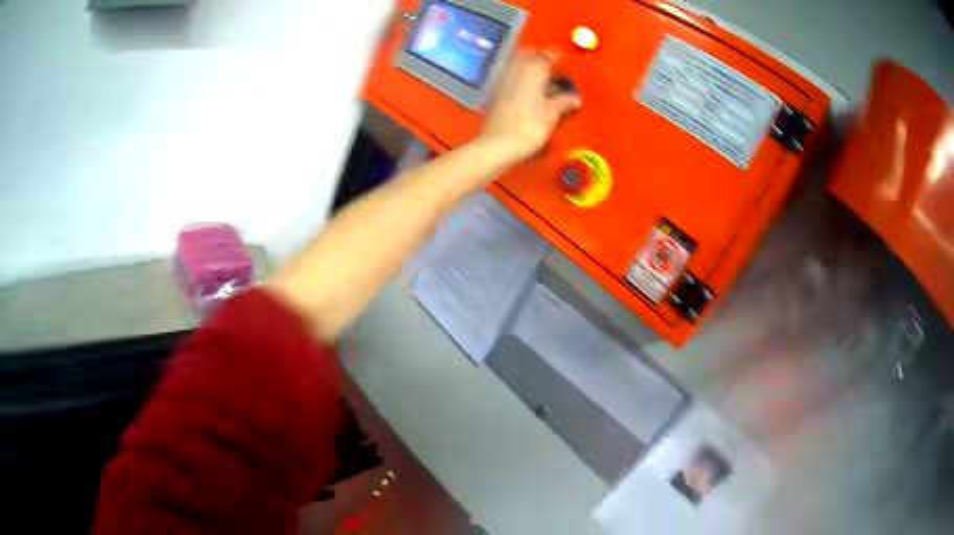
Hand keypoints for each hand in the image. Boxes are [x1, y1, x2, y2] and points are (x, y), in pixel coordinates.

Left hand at [479, 52, 581, 162]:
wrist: (499, 143)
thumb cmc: (530, 126)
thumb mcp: (552, 114)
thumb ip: (564, 102)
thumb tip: (575, 99)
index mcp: (533, 69)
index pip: (548, 55)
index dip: (557, 61)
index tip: (565, 69)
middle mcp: (516, 68)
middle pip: (530, 55)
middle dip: (541, 61)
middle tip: (553, 74)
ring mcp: (502, 78)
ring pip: (517, 64)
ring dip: (529, 69)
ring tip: (541, 84)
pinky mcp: (494, 90)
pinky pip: (509, 76)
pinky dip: (519, 79)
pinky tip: (527, 93)